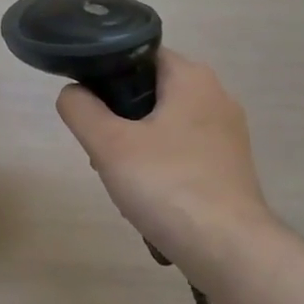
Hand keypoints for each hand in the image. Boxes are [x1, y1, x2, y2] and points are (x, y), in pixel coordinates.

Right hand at [56, 50, 277, 273]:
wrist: (227, 248)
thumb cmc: (166, 184)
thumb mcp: (109, 145)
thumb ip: (81, 110)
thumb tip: (72, 93)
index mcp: (192, 78)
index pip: (141, 55)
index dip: (108, 74)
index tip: (89, 107)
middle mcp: (217, 96)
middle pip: (152, 93)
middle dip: (120, 119)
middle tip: (101, 151)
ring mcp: (228, 134)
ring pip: (166, 126)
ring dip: (138, 147)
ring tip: (121, 181)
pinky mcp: (231, 166)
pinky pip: (184, 154)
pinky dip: (162, 168)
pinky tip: (149, 198)